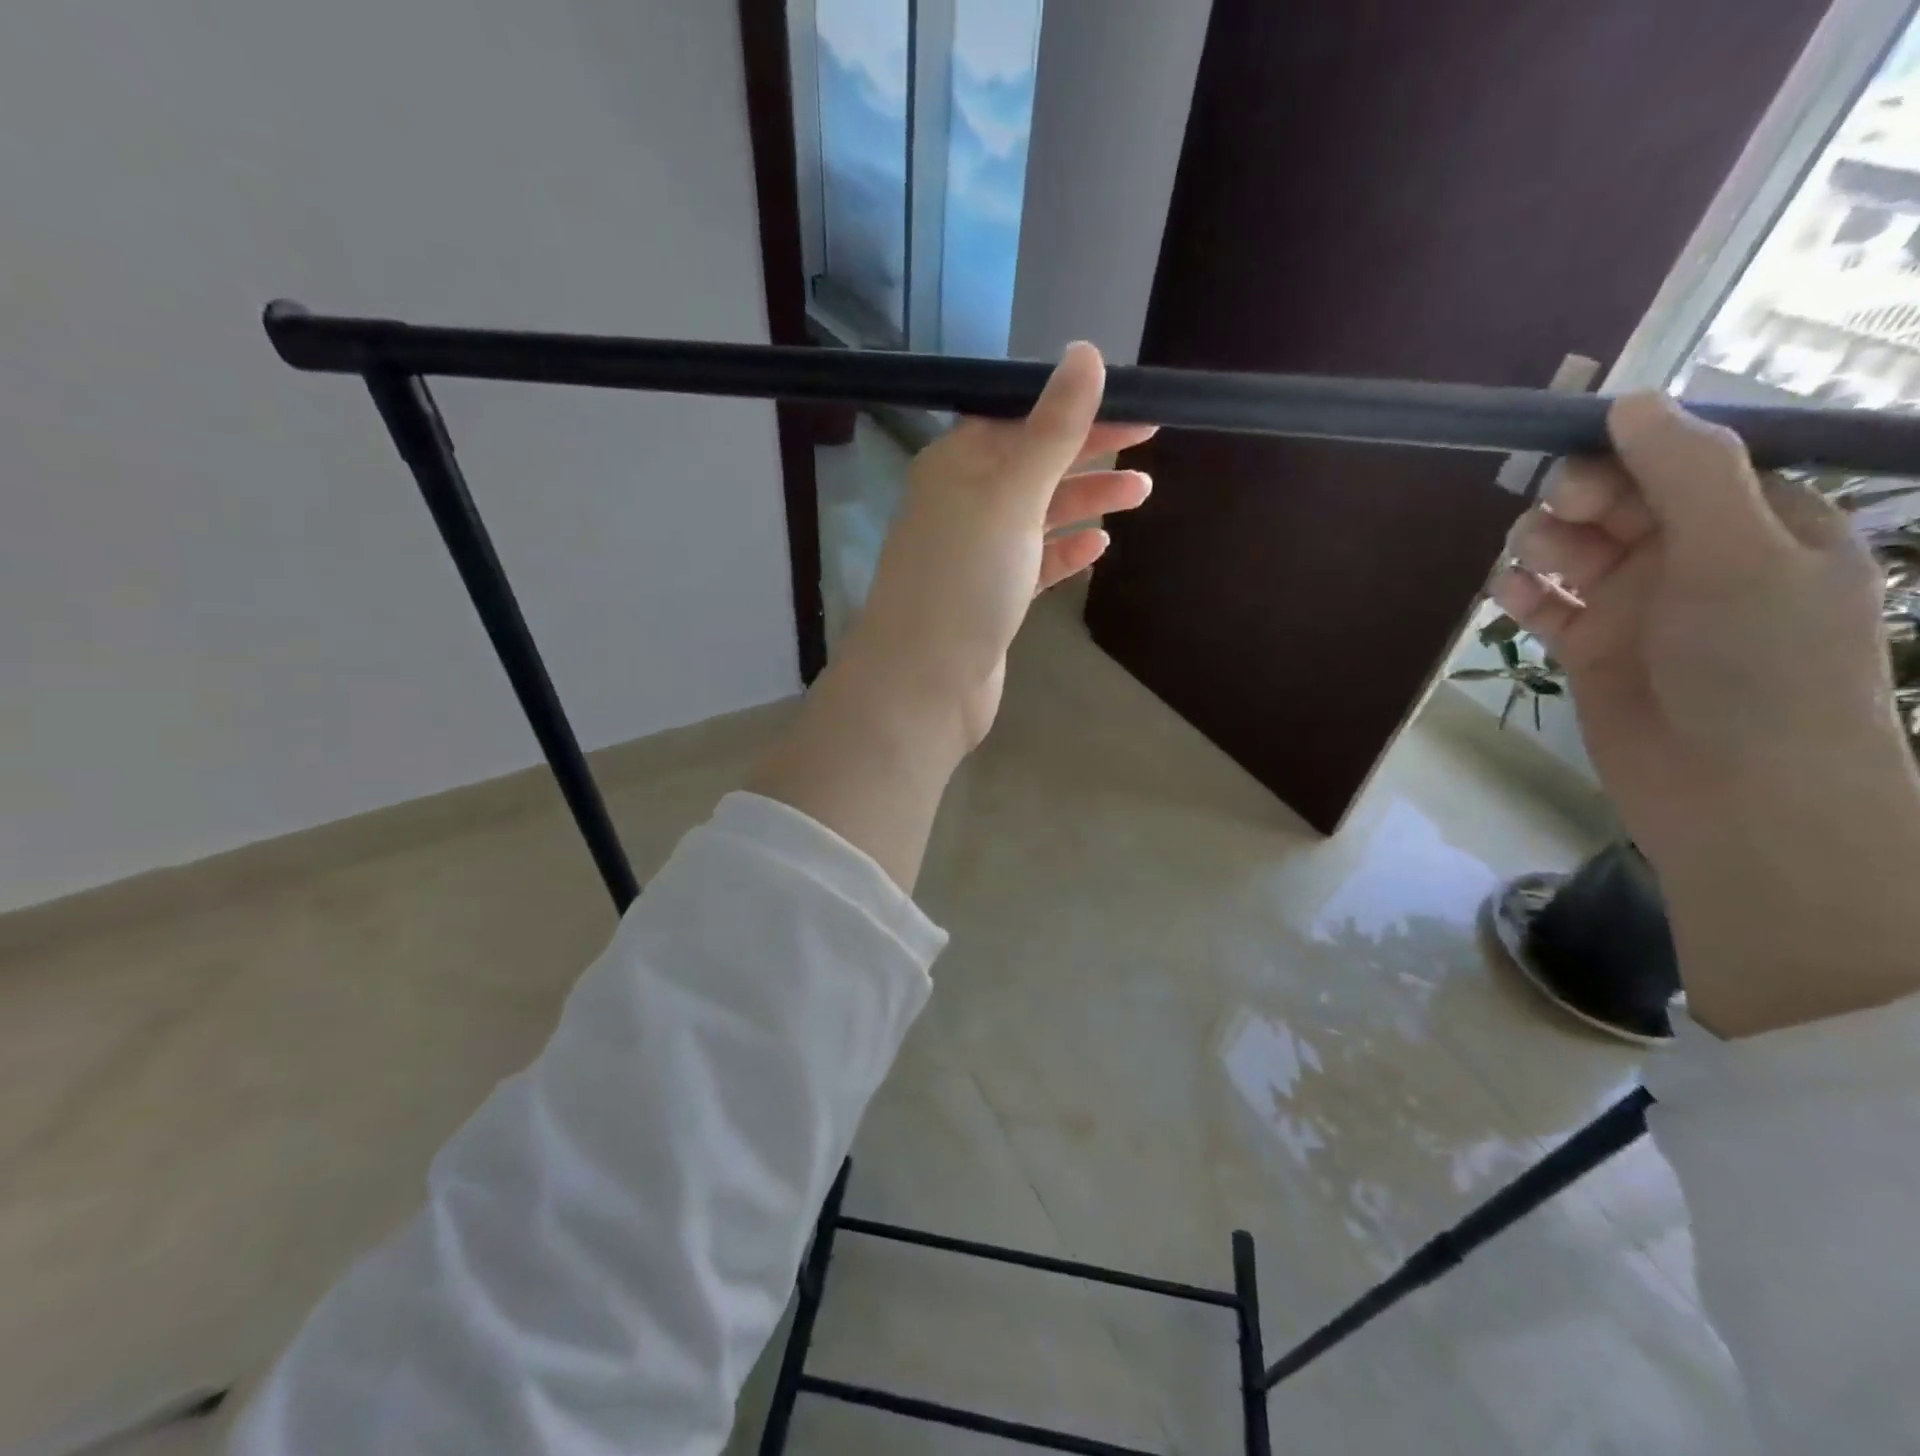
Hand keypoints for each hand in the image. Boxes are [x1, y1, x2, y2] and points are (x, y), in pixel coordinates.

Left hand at [840, 341, 1155, 756]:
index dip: (1078, 408)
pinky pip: (1033, 563)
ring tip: (1140, 496)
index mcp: (957, 464)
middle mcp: (962, 502)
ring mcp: (975, 554)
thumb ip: (1052, 429)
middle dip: (1089, 452)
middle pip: (1033, 463)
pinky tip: (1097, 549)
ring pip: (1038, 515)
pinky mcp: (989, 598)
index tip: (1135, 405)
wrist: (924, 683)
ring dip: (1085, 501)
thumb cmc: (965, 581)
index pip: (1022, 417)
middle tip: (1150, 443)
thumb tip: (1085, 352)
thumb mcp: (1012, 495)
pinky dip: (1064, 551)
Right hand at [1494, 391, 1919, 1035]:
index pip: (1682, 460)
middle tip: (1556, 508)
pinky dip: (1522, 593)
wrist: (1738, 792)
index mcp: (1758, 523)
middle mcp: (1695, 557)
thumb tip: (1630, 399)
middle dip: (1580, 495)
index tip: (1573, 445)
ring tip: (1530, 558)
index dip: (1627, 448)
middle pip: (1617, 501)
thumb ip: (1687, 472)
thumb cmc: (1760, 664)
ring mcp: (1638, 607)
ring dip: (1544, 543)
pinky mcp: (1590, 650)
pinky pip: (1544, 605)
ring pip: (1571, 550)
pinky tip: (1509, 593)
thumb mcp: (1739, 552)